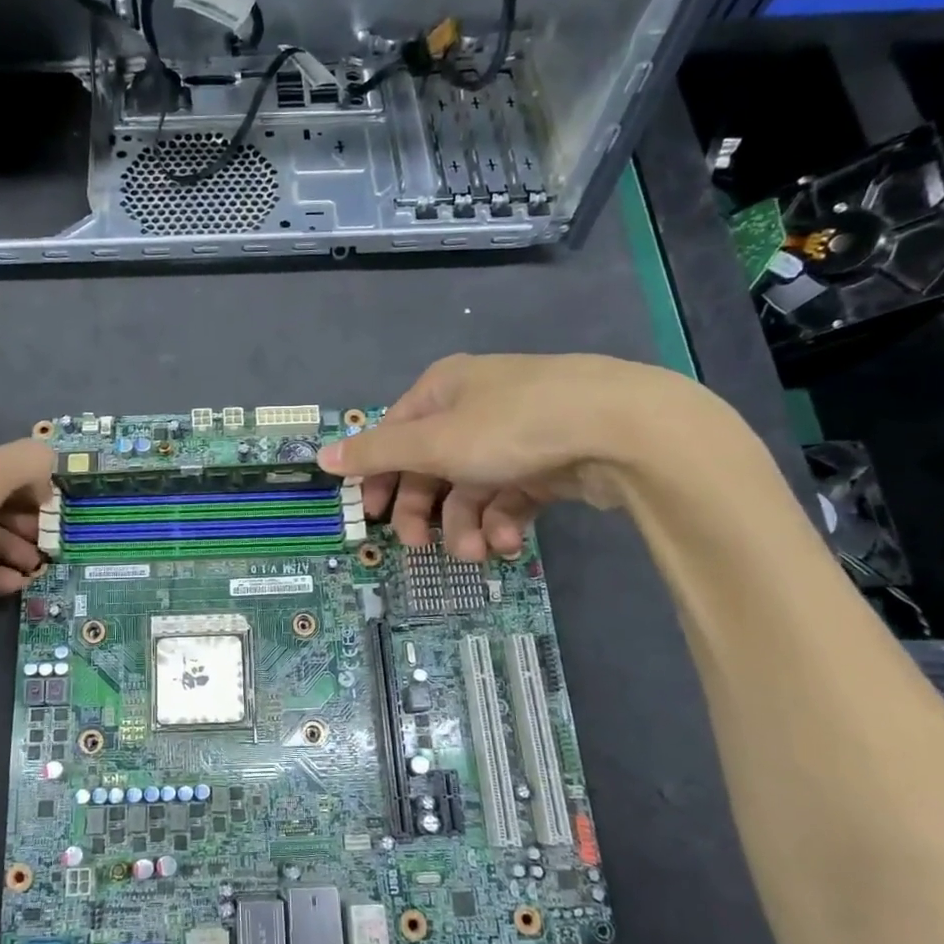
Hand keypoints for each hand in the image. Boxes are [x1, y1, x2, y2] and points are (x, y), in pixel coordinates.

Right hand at [319, 354, 715, 560]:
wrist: (623, 428)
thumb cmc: (512, 427)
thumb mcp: (433, 442)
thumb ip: (376, 454)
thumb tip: (321, 456)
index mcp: (442, 390)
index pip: (394, 435)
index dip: (378, 476)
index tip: (371, 516)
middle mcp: (475, 406)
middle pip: (430, 466)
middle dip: (425, 511)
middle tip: (419, 546)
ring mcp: (515, 434)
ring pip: (472, 488)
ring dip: (466, 526)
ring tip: (476, 553)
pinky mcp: (548, 461)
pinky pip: (511, 496)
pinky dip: (503, 522)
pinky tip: (508, 544)